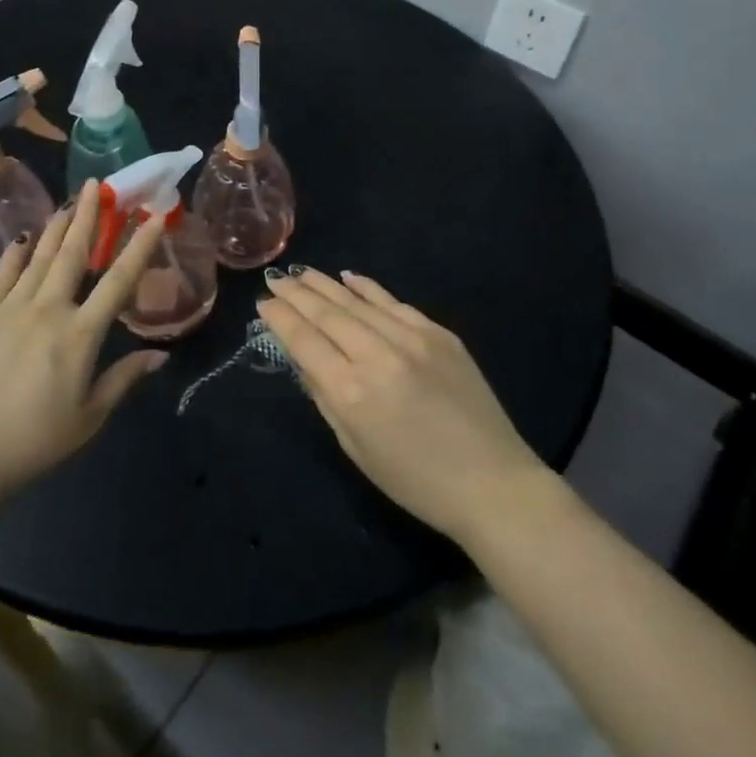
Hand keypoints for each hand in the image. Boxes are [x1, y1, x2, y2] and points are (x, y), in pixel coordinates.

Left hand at [0, 179, 170, 498]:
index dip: (139, 247)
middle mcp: (48, 310)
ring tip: (67, 202)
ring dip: (55, 228)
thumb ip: (124, 379)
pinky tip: (21, 239)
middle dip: (88, 216)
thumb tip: (160, 354)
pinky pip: (1, 277)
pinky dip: (14, 256)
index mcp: (80, 335)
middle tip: (97, 185)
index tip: (153, 217)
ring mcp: (10, 310)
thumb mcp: (89, 416)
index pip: (118, 281)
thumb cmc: (34, 440)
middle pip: (73, 254)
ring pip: (38, 258)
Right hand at [258, 269, 550, 543]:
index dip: (281, 319)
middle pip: (327, 314)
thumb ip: (325, 398)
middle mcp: (378, 354)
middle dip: (297, 294)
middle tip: (276, 280)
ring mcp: (412, 338)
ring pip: (358, 302)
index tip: (263, 303)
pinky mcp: (439, 333)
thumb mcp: (356, 448)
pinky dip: (368, 288)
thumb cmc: (415, 480)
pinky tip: (349, 278)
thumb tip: (304, 360)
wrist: (492, 482)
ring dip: (326, 285)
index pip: (304, 341)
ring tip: (303, 273)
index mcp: (352, 391)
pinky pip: (394, 303)